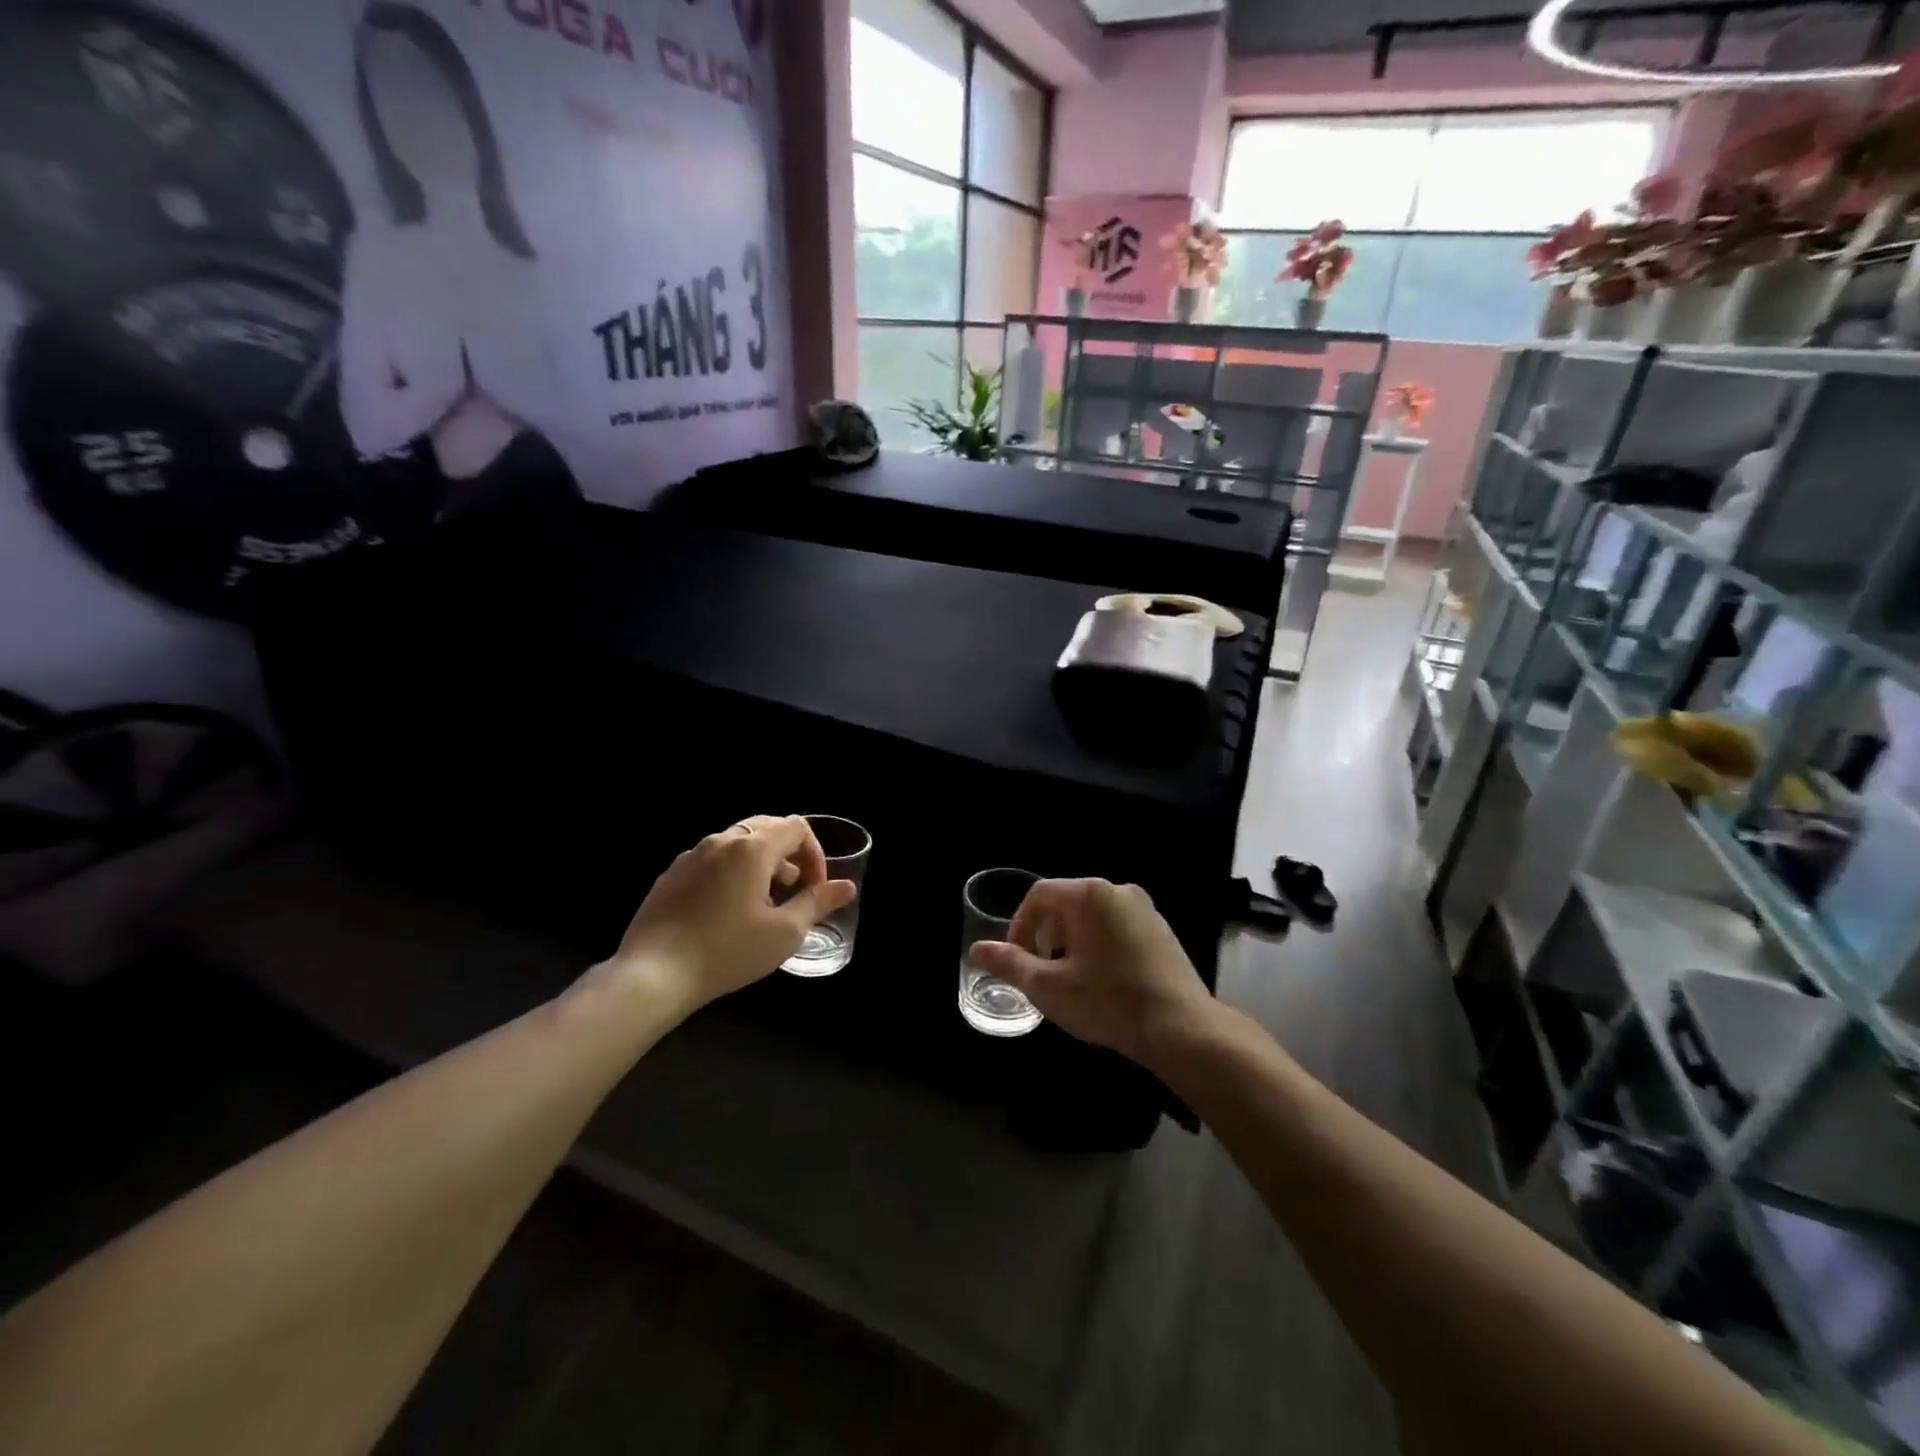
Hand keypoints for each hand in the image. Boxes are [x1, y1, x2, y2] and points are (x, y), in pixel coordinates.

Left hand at [605, 816, 856, 1012]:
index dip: (815, 853)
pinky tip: (726, 911)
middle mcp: (721, 841)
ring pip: (737, 843)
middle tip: (794, 888)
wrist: (653, 974)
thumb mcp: (785, 932)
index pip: (796, 827)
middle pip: (766, 828)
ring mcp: (691, 855)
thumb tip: (846, 887)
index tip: (815, 888)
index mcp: (752, 848)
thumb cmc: (728, 951)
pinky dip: (731, 872)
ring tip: (763, 901)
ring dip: (760, 863)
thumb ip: (818, 903)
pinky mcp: (671, 875)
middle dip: (789, 854)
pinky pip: (712, 860)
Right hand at [968, 879, 1214, 1066]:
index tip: (1017, 959)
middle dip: (1046, 935)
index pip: (1039, 895)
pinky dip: (1099, 946)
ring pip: (1092, 917)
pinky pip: (1117, 927)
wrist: (1182, 1028)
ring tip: (1070, 980)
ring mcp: (1144, 909)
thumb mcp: (1049, 987)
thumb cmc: (1108, 1002)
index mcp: (1089, 894)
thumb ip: (1010, 964)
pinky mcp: (1161, 931)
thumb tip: (976, 949)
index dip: (1020, 925)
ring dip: (1072, 942)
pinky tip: (1103, 982)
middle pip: (1066, 903)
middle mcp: (1118, 890)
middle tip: (1041, 972)